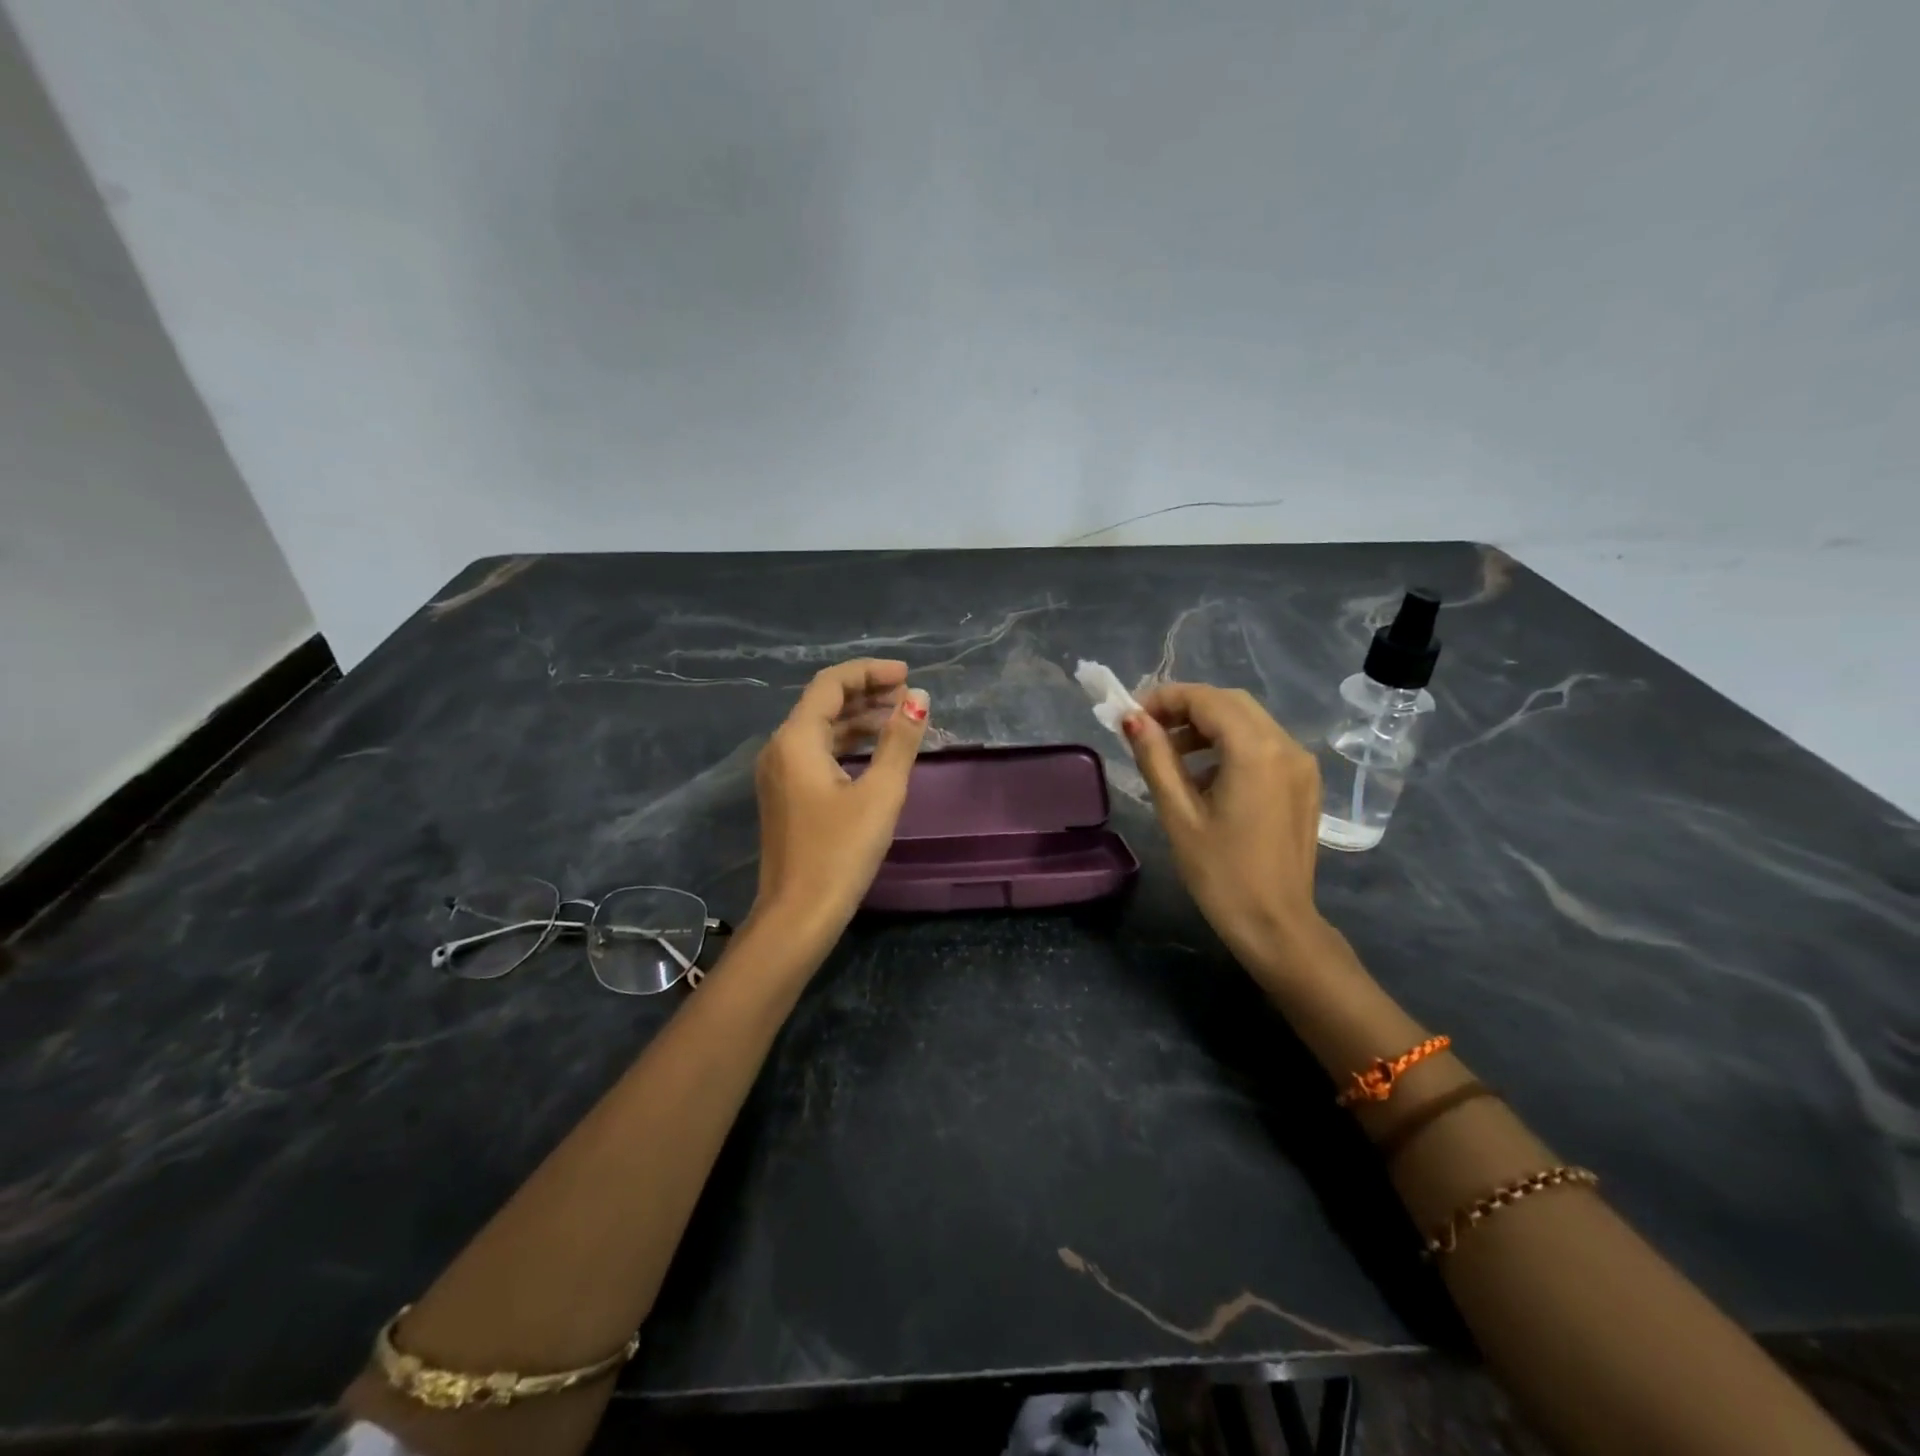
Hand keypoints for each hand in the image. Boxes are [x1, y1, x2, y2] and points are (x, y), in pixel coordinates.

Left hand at [751, 658, 930, 945]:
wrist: (798, 915)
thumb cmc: (841, 852)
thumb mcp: (880, 793)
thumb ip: (900, 741)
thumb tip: (919, 698)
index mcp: (796, 740)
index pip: (831, 684)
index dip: (870, 672)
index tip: (908, 675)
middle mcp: (780, 748)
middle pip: (823, 703)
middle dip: (866, 693)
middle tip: (909, 696)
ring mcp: (779, 773)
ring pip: (820, 729)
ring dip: (859, 719)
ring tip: (900, 719)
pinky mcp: (786, 795)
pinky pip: (816, 753)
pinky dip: (847, 743)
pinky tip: (875, 751)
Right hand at [1122, 684, 1333, 980]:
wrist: (1276, 925)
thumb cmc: (1221, 873)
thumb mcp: (1178, 813)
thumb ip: (1156, 757)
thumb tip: (1133, 719)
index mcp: (1256, 751)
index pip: (1206, 699)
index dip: (1164, 698)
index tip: (1130, 715)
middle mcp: (1286, 746)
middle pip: (1230, 703)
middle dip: (1185, 708)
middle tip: (1146, 730)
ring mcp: (1301, 764)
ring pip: (1248, 721)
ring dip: (1206, 726)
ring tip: (1168, 754)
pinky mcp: (1303, 782)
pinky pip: (1263, 744)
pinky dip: (1229, 745)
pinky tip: (1203, 775)